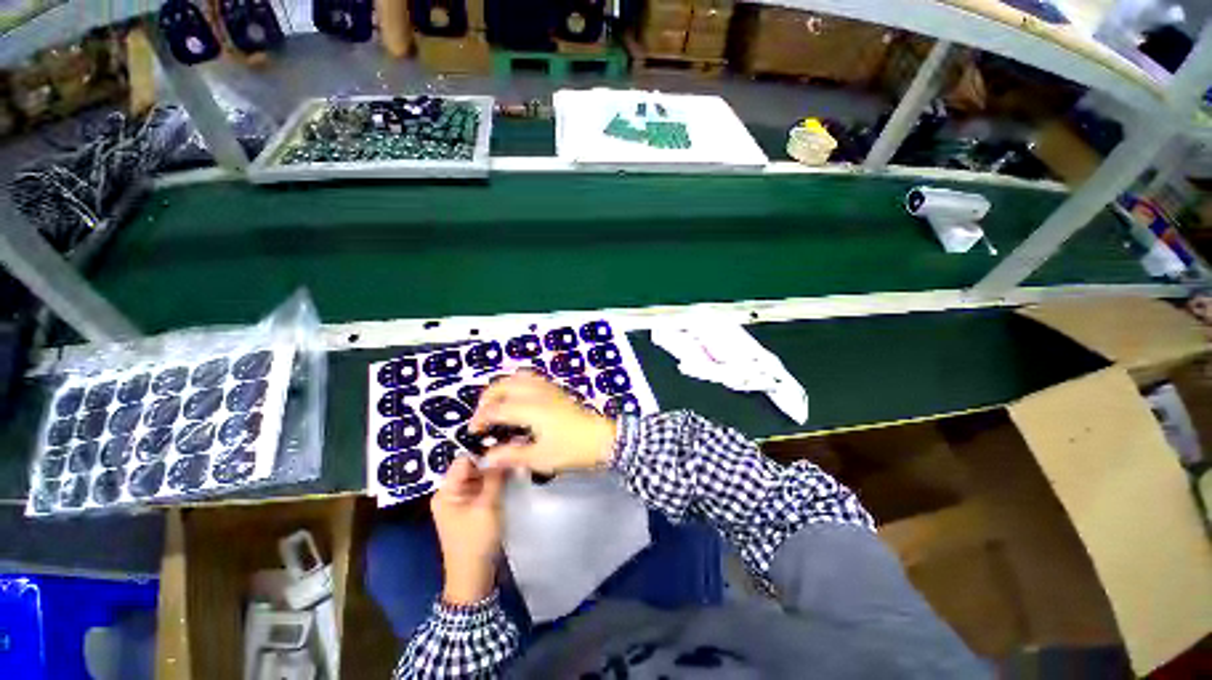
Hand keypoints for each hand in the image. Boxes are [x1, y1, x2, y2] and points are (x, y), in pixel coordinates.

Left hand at [431, 457, 507, 604]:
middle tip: (514, 453)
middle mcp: (451, 493)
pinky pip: (483, 487)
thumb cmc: (476, 540)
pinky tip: (510, 476)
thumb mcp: (487, 506)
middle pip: (471, 467)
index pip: (464, 460)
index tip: (506, 445)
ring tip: (515, 462)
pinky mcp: (471, 508)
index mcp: (446, 491)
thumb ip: (494, 477)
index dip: (483, 451)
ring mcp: (461, 501)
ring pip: (479, 477)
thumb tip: (502, 452)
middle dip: (492, 461)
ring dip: (495, 472)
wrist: (473, 577)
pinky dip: (495, 482)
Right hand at [470, 371, 617, 473]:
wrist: (602, 438)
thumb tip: (487, 457)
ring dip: (503, 387)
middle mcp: (537, 393)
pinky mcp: (557, 390)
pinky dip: (518, 384)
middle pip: (505, 384)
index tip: (474, 432)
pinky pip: (532, 378)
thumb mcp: (540, 457)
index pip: (497, 408)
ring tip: (497, 404)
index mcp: (530, 408)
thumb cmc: (572, 449)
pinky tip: (519, 398)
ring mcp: (549, 388)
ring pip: (519, 377)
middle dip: (488, 397)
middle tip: (483, 415)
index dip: (481, 418)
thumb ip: (511, 455)